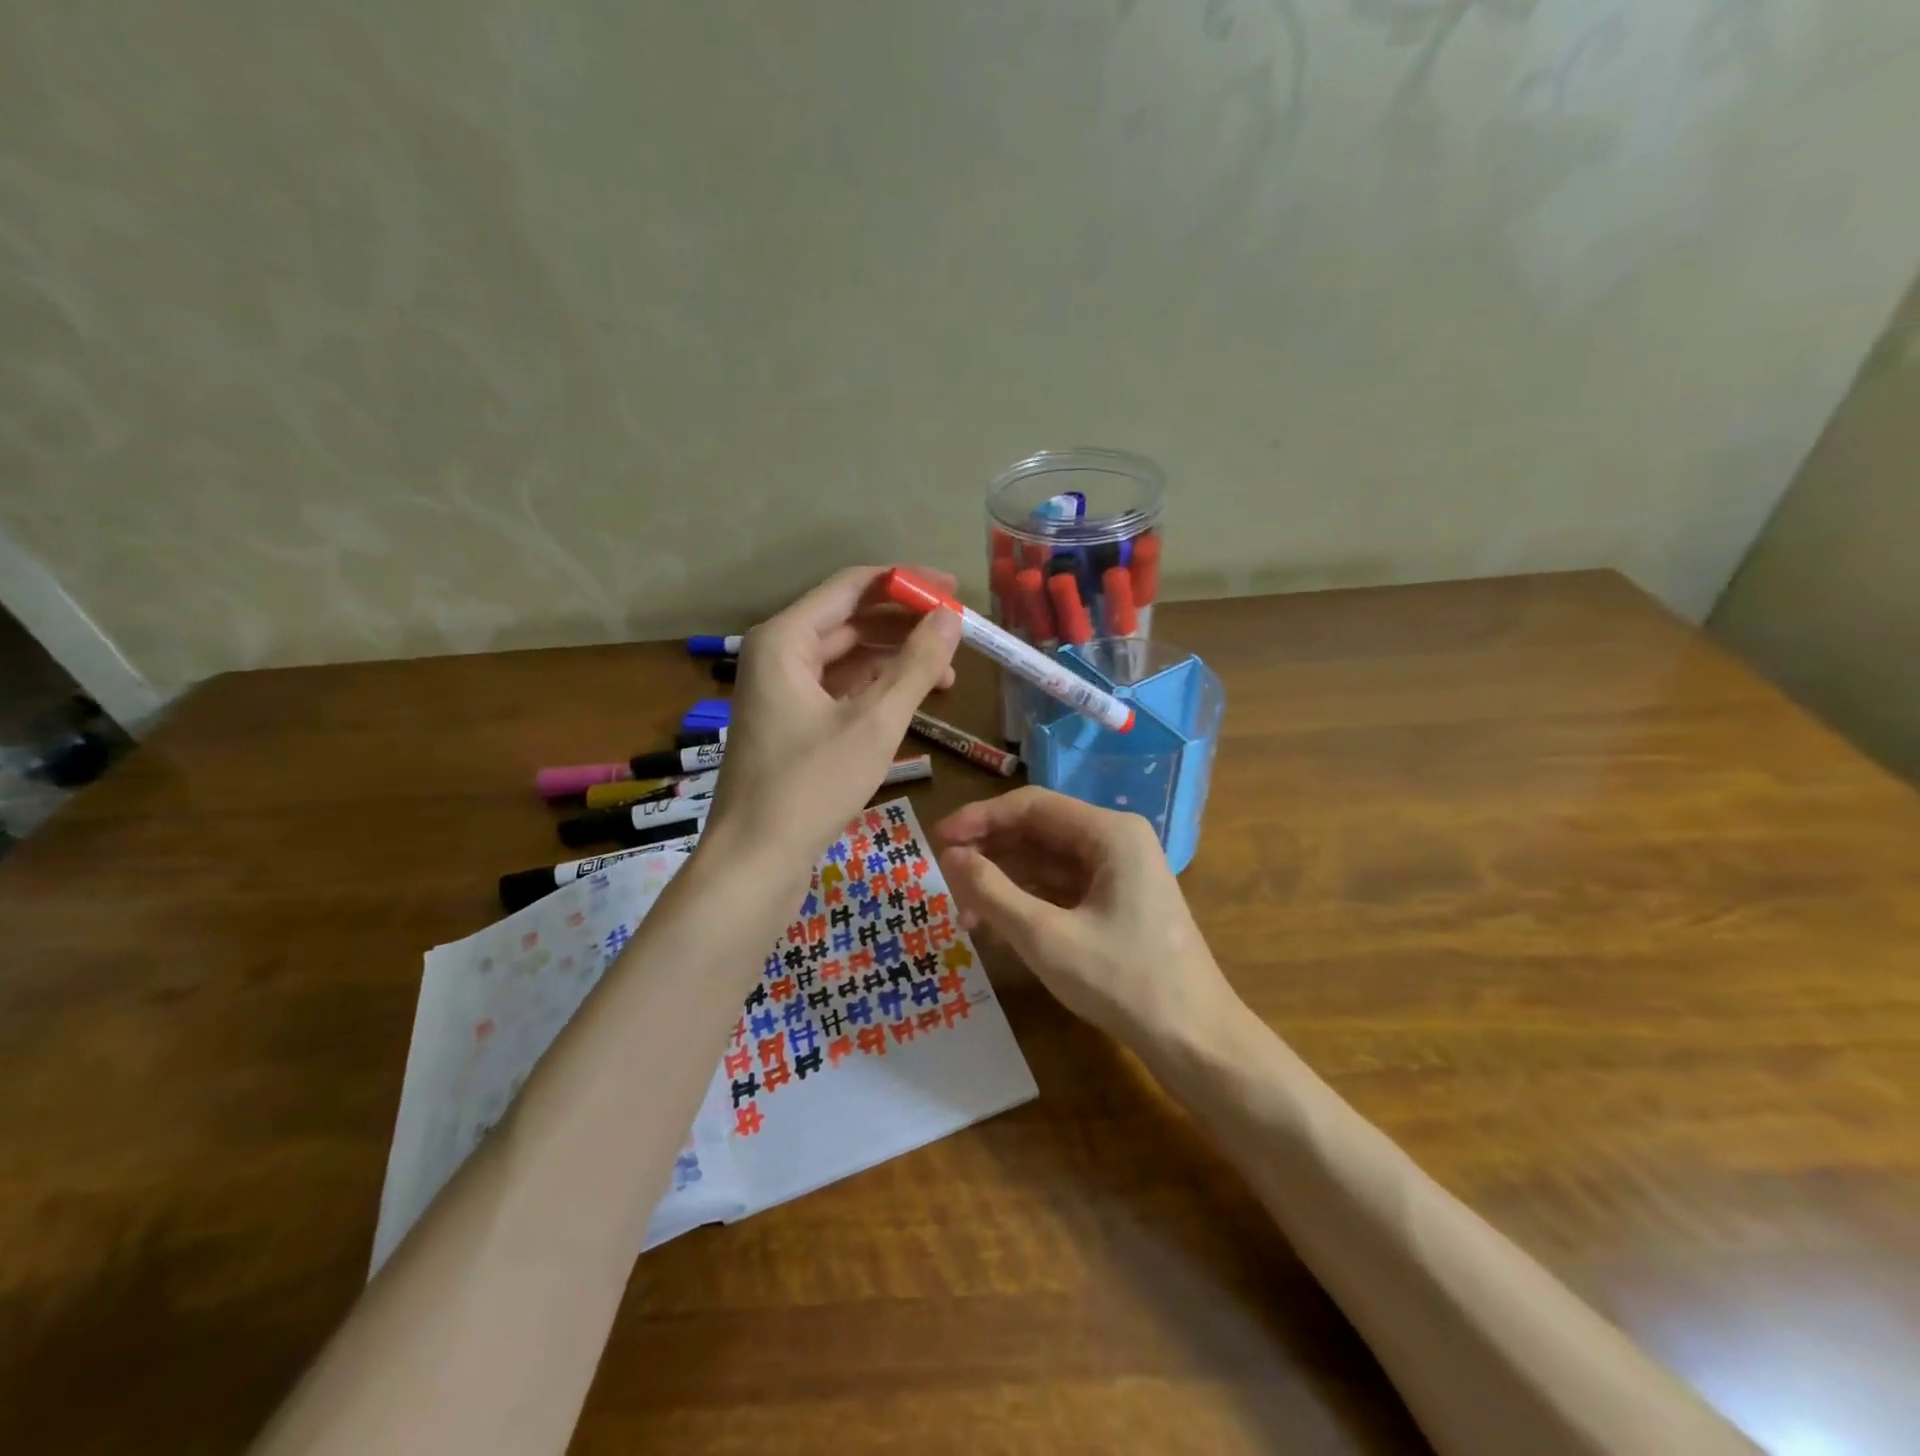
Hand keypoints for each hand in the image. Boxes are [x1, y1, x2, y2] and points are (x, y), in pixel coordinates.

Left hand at [705, 565, 961, 870]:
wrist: (755, 860)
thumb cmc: (812, 785)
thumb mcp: (875, 722)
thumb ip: (916, 665)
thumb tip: (950, 616)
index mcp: (786, 638)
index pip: (852, 586)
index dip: (905, 583)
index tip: (953, 590)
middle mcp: (779, 654)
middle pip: (850, 618)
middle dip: (904, 624)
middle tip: (957, 633)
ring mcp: (782, 690)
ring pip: (847, 656)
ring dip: (895, 660)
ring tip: (947, 675)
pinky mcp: (791, 722)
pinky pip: (839, 688)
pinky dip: (876, 689)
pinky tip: (913, 701)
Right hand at [935, 787, 1239, 1048]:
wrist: (1195, 1041)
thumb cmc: (1123, 982)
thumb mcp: (1046, 937)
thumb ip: (992, 892)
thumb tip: (950, 857)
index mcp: (1110, 833)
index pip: (1032, 806)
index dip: (980, 819)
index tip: (937, 839)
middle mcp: (1116, 842)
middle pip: (1039, 831)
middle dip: (990, 853)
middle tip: (944, 878)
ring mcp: (1119, 873)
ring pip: (1047, 862)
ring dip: (1004, 882)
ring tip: (963, 913)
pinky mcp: (1117, 903)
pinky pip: (1062, 889)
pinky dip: (1027, 902)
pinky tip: (996, 926)